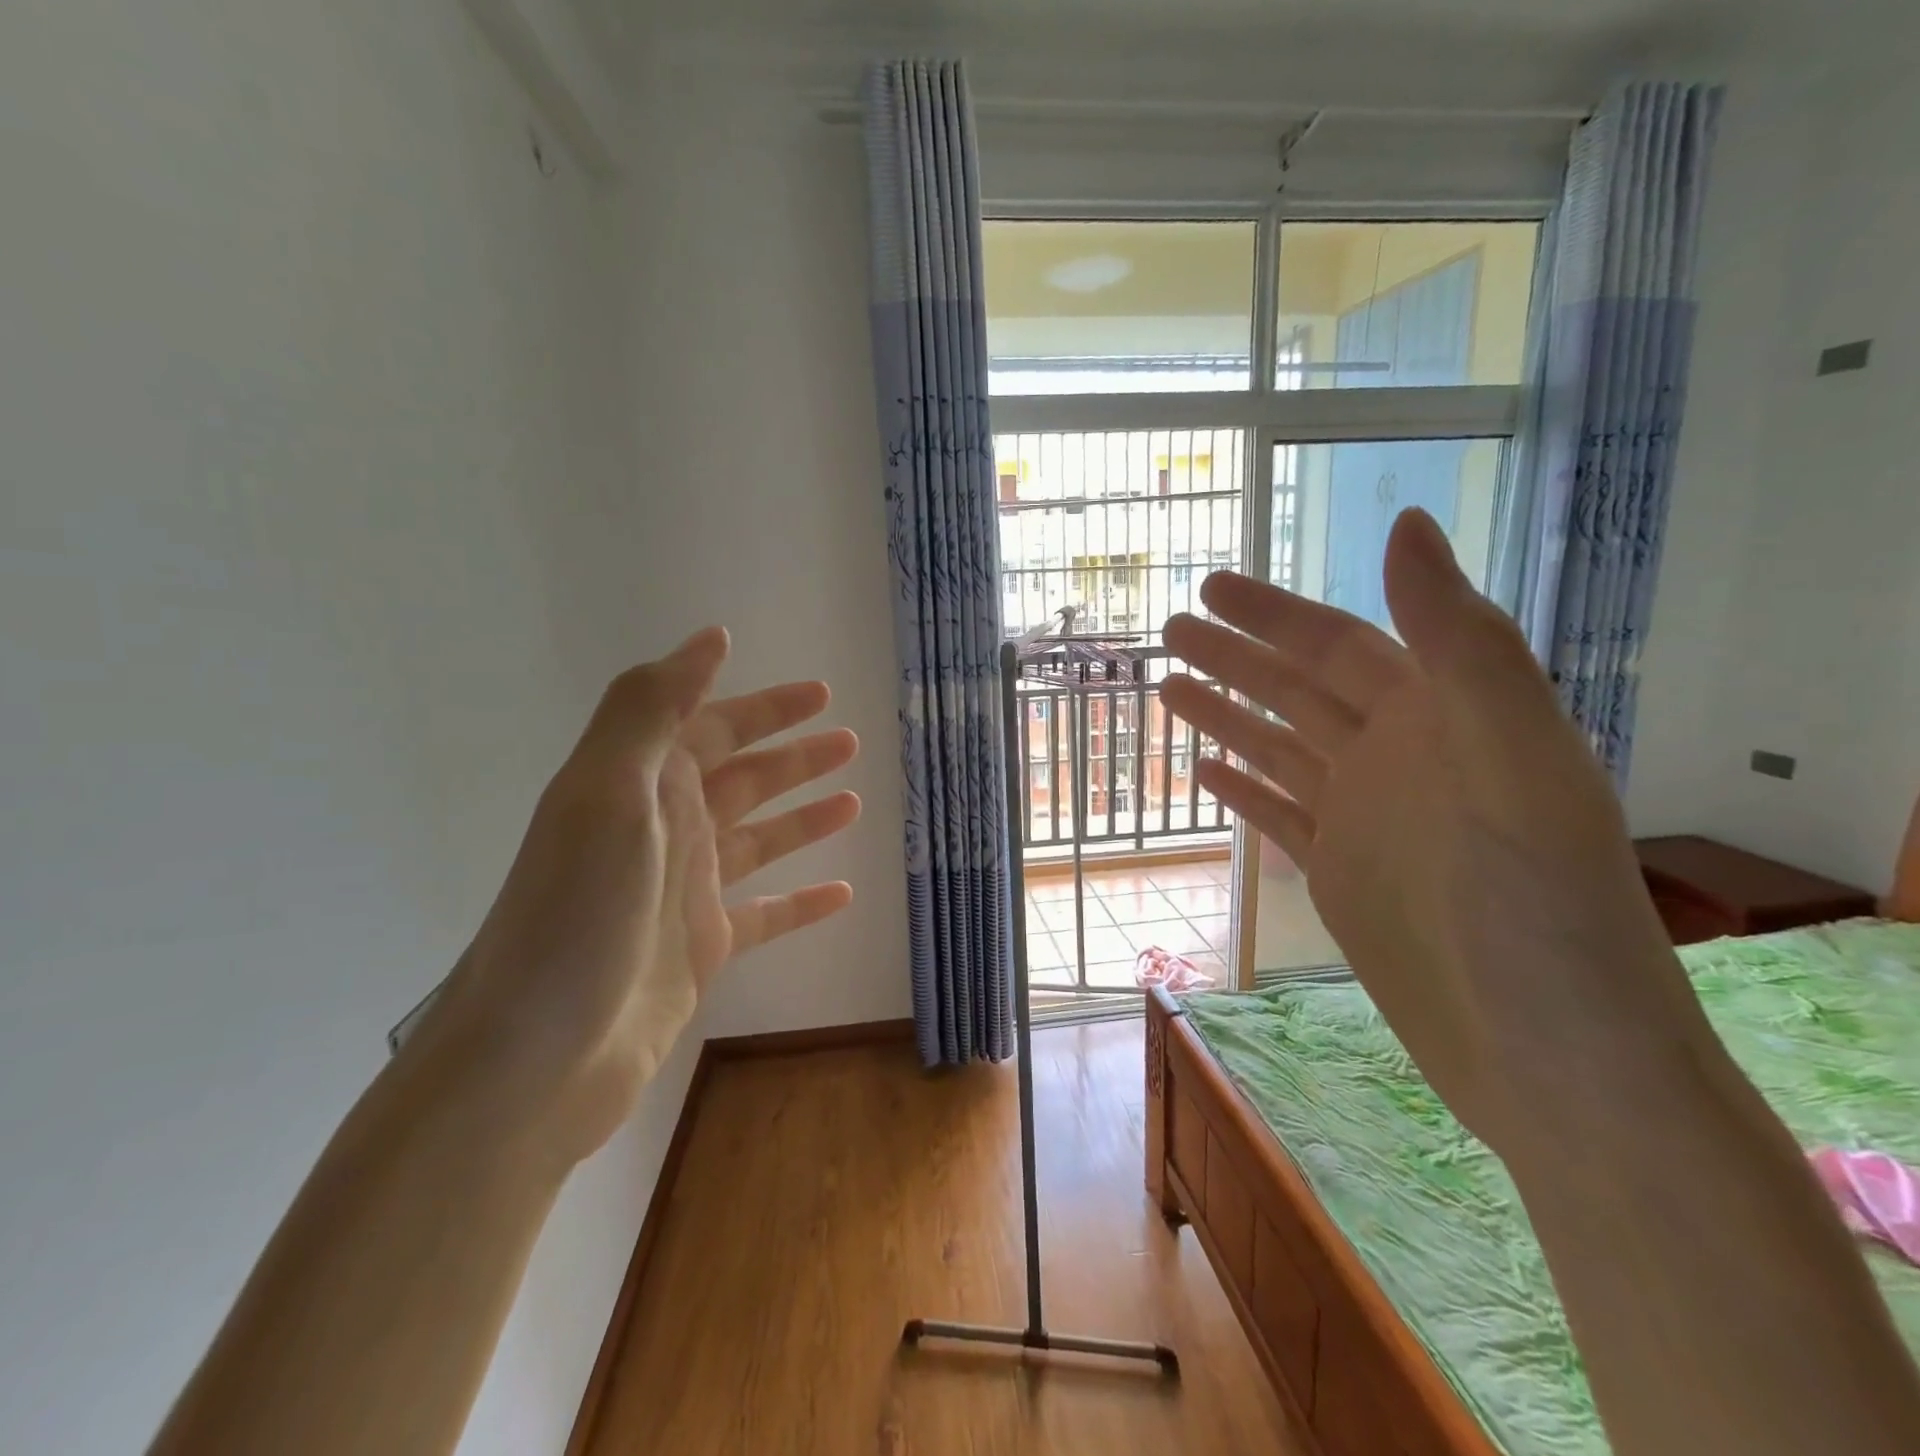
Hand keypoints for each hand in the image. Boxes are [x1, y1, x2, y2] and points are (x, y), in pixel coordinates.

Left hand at [420, 628, 859, 1164]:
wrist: (537, 1053)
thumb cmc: (578, 909)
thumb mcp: (606, 791)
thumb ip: (651, 708)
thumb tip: (709, 639)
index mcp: (641, 786)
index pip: (713, 727)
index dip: (765, 707)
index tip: (819, 693)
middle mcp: (664, 830)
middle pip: (742, 779)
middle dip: (794, 756)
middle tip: (850, 739)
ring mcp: (685, 892)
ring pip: (758, 840)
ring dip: (803, 817)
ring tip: (855, 802)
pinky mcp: (702, 948)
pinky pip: (765, 913)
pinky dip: (801, 902)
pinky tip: (843, 894)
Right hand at [1161, 509, 1705, 1152]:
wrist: (1551, 1056)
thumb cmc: (1540, 905)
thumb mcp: (1513, 760)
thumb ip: (1462, 643)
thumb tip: (1405, 526)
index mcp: (1442, 719)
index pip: (1340, 645)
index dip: (1274, 614)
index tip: (1210, 589)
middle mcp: (1399, 758)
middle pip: (1298, 691)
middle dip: (1234, 657)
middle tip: (1169, 631)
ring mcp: (1366, 818)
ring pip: (1279, 748)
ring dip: (1226, 715)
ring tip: (1166, 688)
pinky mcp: (1342, 874)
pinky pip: (1279, 815)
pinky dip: (1241, 789)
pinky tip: (1202, 771)